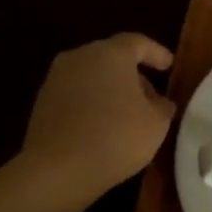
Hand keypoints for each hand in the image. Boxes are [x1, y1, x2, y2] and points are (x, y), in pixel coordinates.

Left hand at [20, 33, 175, 202]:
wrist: (58, 168)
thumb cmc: (117, 137)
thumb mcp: (156, 124)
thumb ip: (163, 106)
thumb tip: (160, 102)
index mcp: (110, 53)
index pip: (137, 43)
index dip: (156, 53)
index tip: (169, 65)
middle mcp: (79, 57)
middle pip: (112, 58)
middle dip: (134, 75)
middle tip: (152, 98)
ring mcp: (56, 79)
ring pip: (92, 77)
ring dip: (111, 91)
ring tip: (129, 116)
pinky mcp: (42, 103)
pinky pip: (76, 96)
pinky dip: (92, 105)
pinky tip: (104, 128)